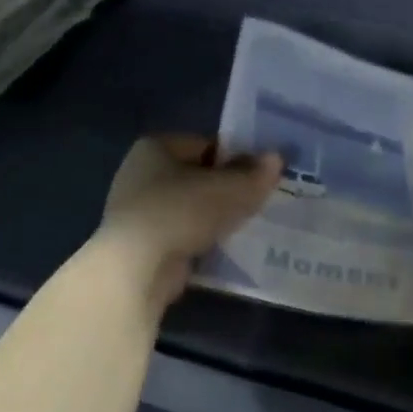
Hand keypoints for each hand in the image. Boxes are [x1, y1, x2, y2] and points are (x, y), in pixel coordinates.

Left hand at [97, 134, 282, 306]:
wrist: (139, 266)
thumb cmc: (182, 212)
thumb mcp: (230, 189)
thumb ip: (256, 174)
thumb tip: (276, 159)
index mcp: (155, 146)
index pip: (205, 144)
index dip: (235, 159)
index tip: (258, 179)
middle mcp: (139, 173)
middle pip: (196, 177)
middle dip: (225, 191)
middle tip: (255, 205)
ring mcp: (136, 210)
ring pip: (189, 208)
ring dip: (213, 218)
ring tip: (243, 230)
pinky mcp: (141, 243)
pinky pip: (180, 234)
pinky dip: (199, 240)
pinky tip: (221, 251)